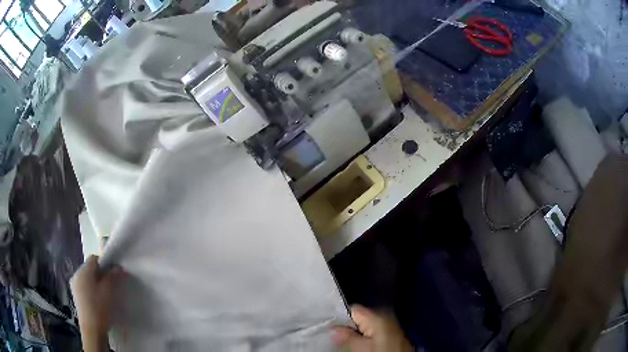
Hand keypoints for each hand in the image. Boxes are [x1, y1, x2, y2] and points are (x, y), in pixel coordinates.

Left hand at [70, 255, 124, 351]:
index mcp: (83, 271)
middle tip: (111, 285)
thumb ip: (112, 276)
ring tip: (105, 295)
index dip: (104, 264)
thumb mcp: (108, 291)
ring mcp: (74, 286)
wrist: (92, 330)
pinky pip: (84, 286)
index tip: (113, 274)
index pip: (94, 259)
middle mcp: (77, 274)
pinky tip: (98, 301)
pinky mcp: (76, 296)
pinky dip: (91, 290)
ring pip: (87, 278)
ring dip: (96, 282)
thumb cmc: (99, 308)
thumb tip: (118, 267)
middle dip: (100, 274)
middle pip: (90, 268)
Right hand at [332, 305, 412, 351]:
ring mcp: (390, 323)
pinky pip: (375, 329)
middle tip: (339, 335)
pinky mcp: (393, 332)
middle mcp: (385, 314)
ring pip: (367, 324)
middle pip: (360, 316)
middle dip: (349, 325)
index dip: (340, 316)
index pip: (352, 308)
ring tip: (349, 339)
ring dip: (358, 331)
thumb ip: (347, 336)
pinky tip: (364, 342)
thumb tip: (333, 328)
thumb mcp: (362, 347)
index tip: (331, 326)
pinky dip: (367, 334)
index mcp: (377, 314)